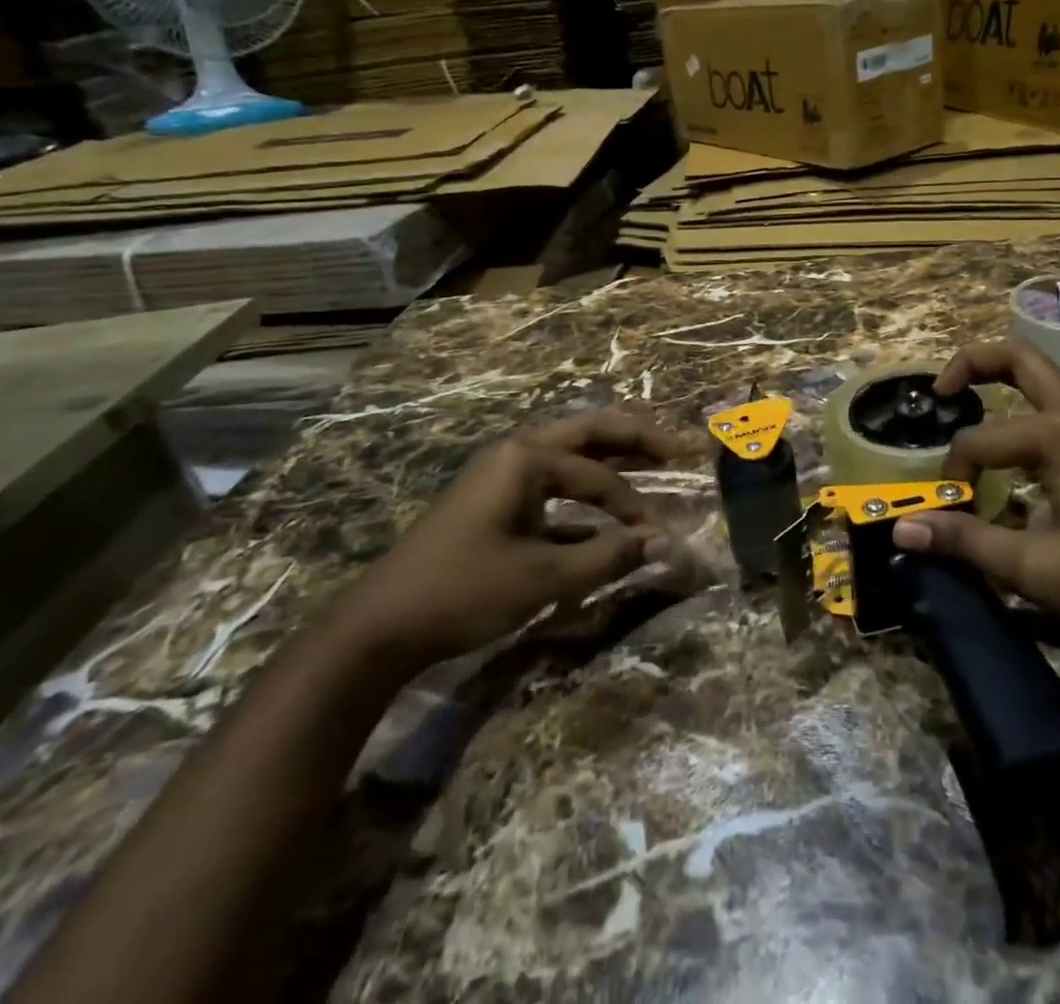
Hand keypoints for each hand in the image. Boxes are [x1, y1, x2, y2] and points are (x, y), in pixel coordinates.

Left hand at [341, 407, 700, 665]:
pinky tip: (603, 515)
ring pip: (569, 456)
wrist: (379, 626)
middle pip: (588, 433)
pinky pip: (550, 484)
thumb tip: (667, 542)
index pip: (597, 475)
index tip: (659, 534)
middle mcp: (515, 453)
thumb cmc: (465, 591)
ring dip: (611, 460)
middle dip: (636, 439)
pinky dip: (582, 493)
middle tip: (680, 444)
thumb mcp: (544, 577)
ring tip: (654, 460)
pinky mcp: (492, 502)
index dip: (632, 505)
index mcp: (526, 458)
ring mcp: (500, 475)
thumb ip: (610, 556)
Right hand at [891, 340, 1059, 637]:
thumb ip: (962, 540)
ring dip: (1010, 378)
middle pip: (1019, 359)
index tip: (950, 508)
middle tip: (941, 391)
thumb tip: (901, 529)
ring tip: (979, 398)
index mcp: (1057, 437)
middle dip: (972, 363)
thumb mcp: (1027, 566)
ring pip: (1052, 375)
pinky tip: (1056, 425)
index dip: (955, 473)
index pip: (978, 441)